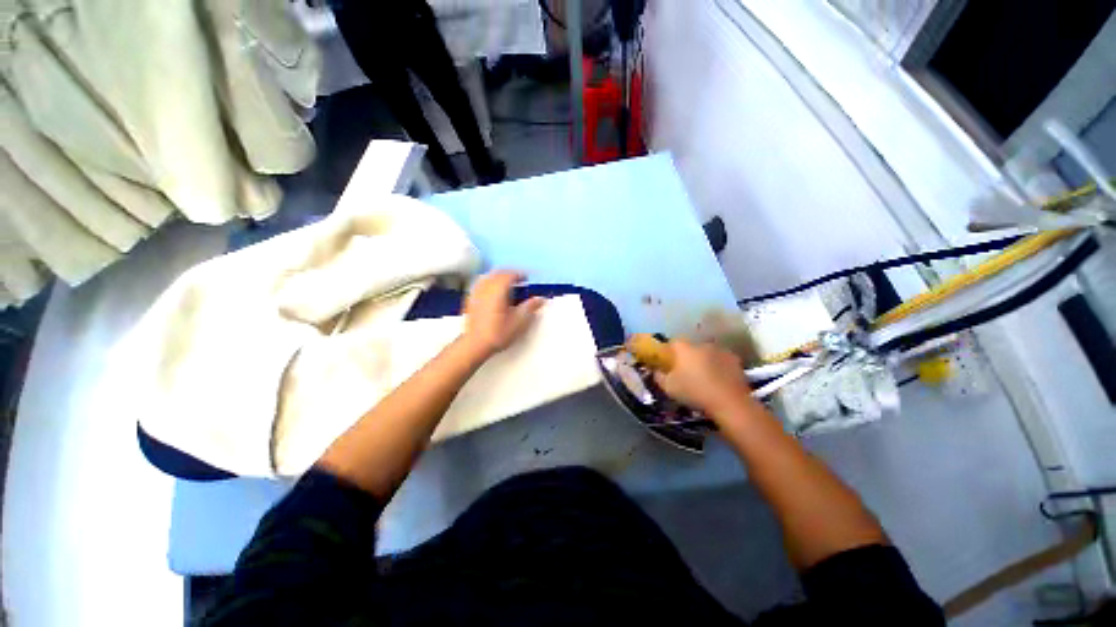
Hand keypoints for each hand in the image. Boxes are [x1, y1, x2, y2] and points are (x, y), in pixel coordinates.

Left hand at [462, 271, 544, 358]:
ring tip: (505, 284)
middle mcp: (486, 288)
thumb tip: (541, 299)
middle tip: (518, 279)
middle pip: (498, 273)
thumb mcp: (519, 322)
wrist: (475, 344)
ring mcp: (476, 293)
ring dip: (498, 277)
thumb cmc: (498, 333)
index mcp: (498, 290)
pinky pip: (480, 284)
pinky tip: (492, 291)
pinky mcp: (470, 299)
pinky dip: (488, 283)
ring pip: (487, 277)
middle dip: (509, 273)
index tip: (526, 278)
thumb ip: (530, 307)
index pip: (509, 275)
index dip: (519, 274)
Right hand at [653, 340, 752, 415]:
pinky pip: (721, 360)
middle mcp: (701, 344)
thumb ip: (659, 376)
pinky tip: (718, 380)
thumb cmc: (694, 392)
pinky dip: (719, 367)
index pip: (672, 342)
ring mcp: (720, 350)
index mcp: (684, 348)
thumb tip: (656, 371)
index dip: (669, 352)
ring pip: (707, 353)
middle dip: (688, 356)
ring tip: (704, 377)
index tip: (668, 362)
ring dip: (704, 360)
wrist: (730, 402)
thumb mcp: (669, 388)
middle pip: (691, 347)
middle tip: (686, 372)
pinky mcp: (735, 360)